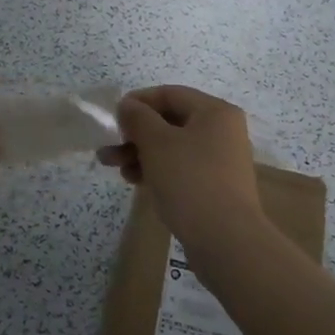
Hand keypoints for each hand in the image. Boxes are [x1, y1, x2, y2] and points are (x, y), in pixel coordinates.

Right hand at [96, 86, 262, 247]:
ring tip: (115, 169)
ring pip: (172, 147)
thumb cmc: (190, 181)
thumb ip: (138, 118)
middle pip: (170, 121)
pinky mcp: (214, 186)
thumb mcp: (157, 143)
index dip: (138, 101)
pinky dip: (157, 170)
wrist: (225, 240)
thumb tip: (128, 105)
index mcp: (215, 112)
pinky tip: (135, 181)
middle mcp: (222, 131)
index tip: (113, 117)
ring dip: (141, 154)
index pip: (170, 94)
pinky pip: (180, 168)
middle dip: (135, 134)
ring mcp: (220, 160)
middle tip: (109, 148)